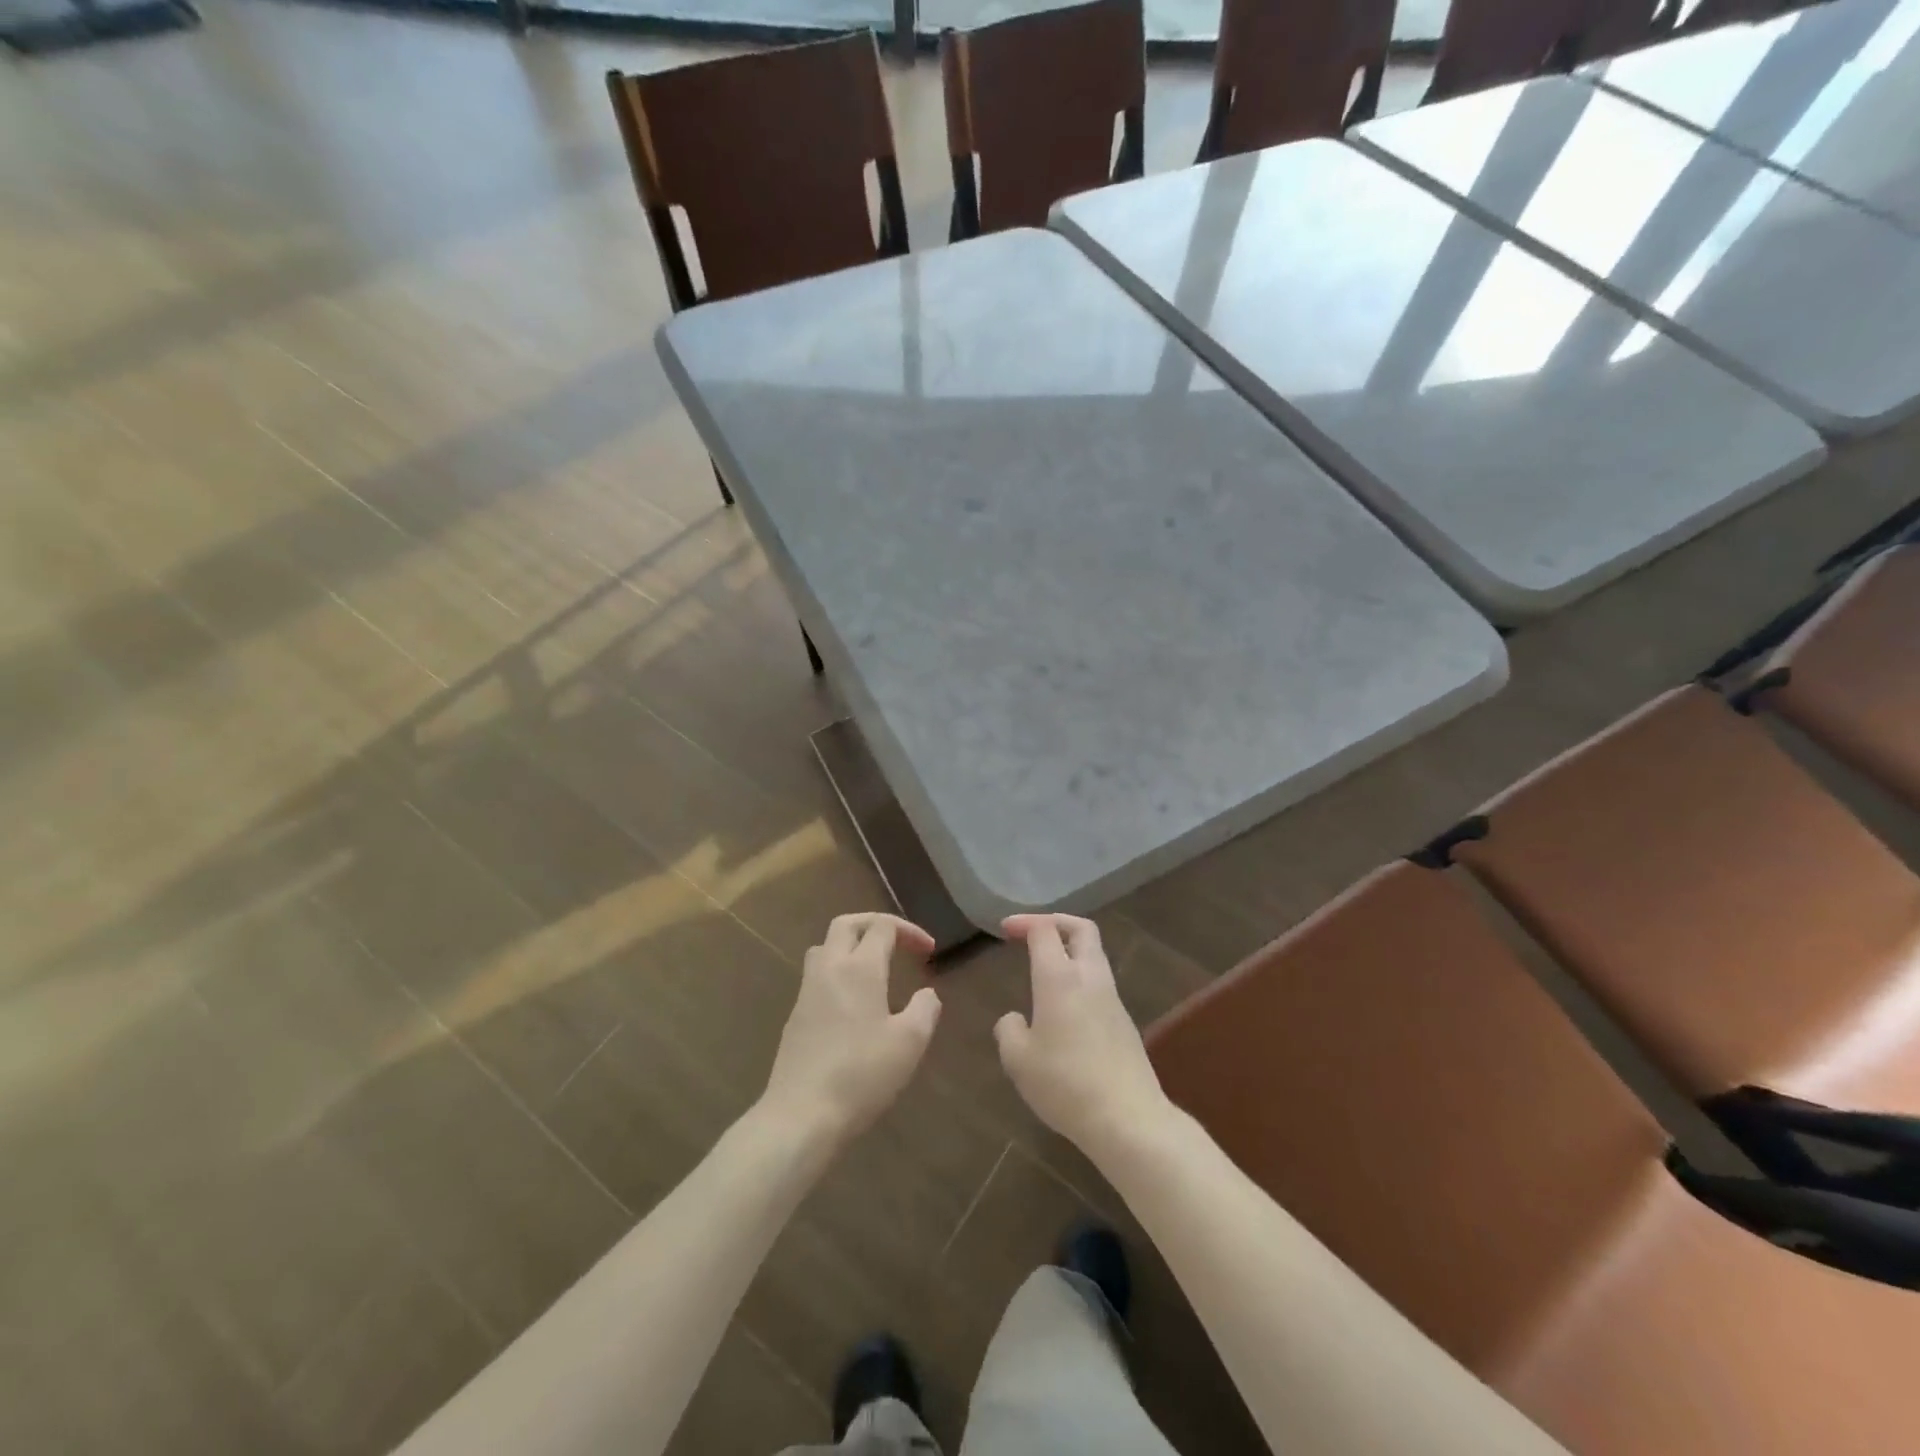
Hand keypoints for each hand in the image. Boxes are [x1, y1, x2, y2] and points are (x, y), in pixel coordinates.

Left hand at [762, 913, 940, 1144]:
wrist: (801, 1114)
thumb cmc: (861, 1074)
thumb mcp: (909, 1043)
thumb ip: (925, 1010)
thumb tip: (927, 993)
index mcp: (860, 968)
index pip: (882, 927)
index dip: (909, 931)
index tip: (928, 952)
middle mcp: (830, 969)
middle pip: (846, 924)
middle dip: (874, 924)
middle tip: (898, 942)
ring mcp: (807, 991)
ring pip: (825, 947)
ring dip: (850, 945)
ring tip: (874, 967)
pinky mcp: (795, 1016)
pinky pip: (817, 976)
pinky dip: (837, 972)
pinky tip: (853, 1003)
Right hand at [995, 914, 1173, 1161]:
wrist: (1128, 1119)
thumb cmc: (1065, 1083)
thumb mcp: (1018, 1060)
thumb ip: (1008, 1031)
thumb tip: (1015, 1019)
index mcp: (1059, 978)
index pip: (1045, 930)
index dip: (1024, 922)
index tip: (1005, 929)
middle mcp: (1089, 978)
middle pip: (1082, 929)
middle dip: (1056, 922)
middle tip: (1032, 933)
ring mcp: (1112, 999)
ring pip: (1094, 956)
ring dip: (1070, 951)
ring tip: (1044, 970)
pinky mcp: (1124, 1022)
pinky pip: (1099, 985)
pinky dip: (1080, 980)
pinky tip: (1063, 1010)